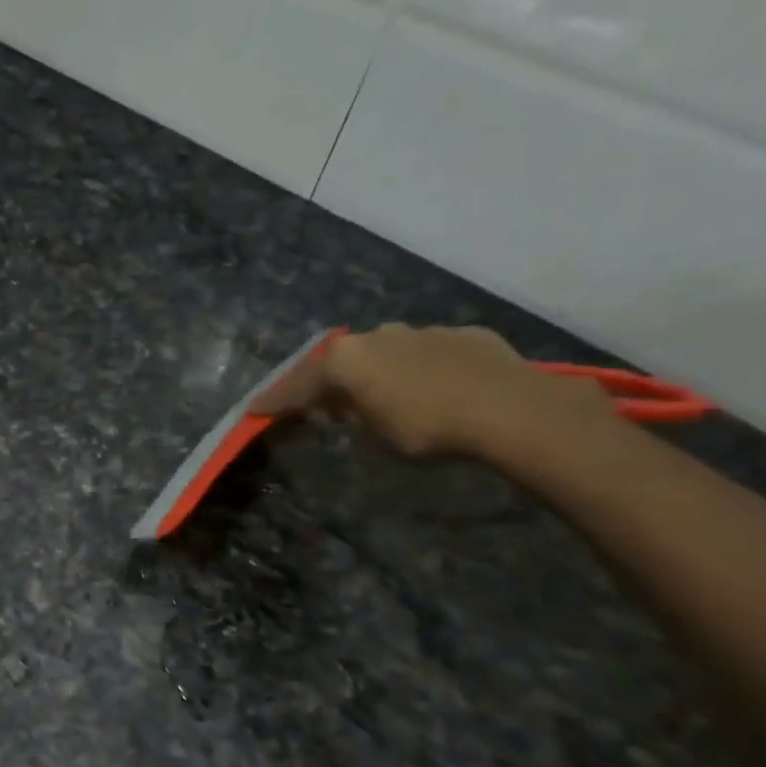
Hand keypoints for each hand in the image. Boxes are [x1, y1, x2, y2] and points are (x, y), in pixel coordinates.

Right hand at [251, 323, 614, 459]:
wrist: (511, 410)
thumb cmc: (427, 429)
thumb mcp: (375, 435)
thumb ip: (352, 416)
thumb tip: (347, 409)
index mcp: (347, 359)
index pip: (298, 383)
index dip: (275, 400)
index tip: (254, 411)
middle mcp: (377, 336)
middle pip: (340, 361)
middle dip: (329, 383)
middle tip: (326, 407)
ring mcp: (422, 331)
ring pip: (385, 352)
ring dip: (377, 373)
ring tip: (382, 397)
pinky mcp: (463, 334)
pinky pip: (427, 353)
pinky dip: (418, 369)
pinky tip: (432, 388)